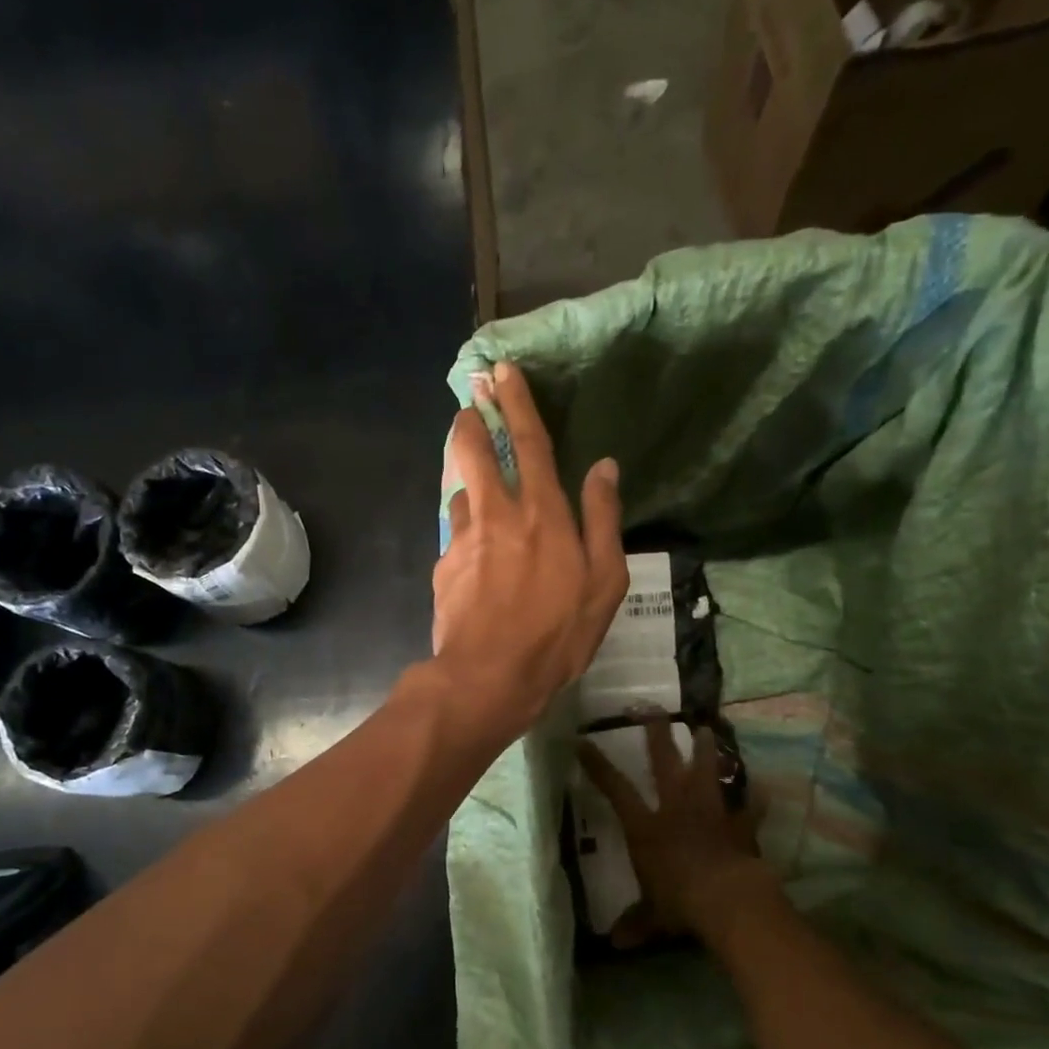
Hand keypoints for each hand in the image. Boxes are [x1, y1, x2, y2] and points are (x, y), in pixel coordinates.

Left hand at [433, 361, 627, 738]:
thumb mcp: (604, 581)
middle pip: (476, 453)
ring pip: (461, 491)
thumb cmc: (558, 633)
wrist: (490, 676)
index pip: (530, 442)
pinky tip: (473, 553)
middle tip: (468, 401)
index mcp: (543, 513)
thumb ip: (603, 519)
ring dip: (466, 476)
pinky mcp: (443, 567)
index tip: (502, 372)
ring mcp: (464, 539)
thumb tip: (604, 467)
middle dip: (471, 420)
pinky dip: (465, 531)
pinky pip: (456, 536)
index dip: (516, 403)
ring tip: (474, 479)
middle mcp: (498, 514)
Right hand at [576, 721, 775, 949]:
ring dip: (706, 751)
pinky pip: (749, 809)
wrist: (728, 899)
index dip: (598, 766)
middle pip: (664, 764)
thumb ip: (635, 923)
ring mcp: (710, 812)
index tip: (582, 741)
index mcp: (646, 827)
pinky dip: (755, 800)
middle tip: (652, 710)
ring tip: (705, 729)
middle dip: (656, 736)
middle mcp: (676, 809)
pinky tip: (764, 790)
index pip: (616, 789)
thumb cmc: (680, 902)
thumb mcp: (652, 916)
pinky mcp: (739, 825)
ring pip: (706, 772)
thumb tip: (614, 942)